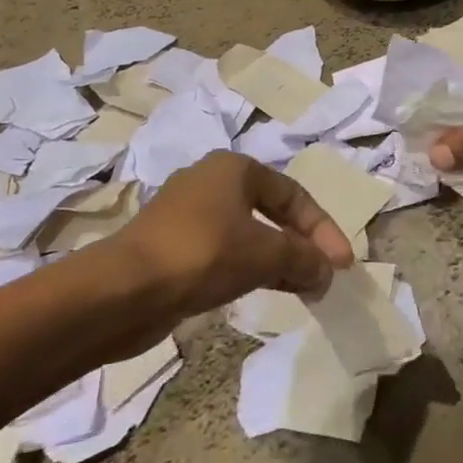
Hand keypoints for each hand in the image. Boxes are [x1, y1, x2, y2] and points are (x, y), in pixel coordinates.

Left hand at [83, 152, 353, 349]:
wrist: (120, 292)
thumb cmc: (202, 255)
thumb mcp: (265, 254)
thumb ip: (303, 259)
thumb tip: (327, 272)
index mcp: (234, 169)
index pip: (294, 195)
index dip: (323, 230)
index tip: (342, 264)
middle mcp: (211, 184)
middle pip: (273, 213)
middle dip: (302, 245)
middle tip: (324, 276)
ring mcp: (188, 216)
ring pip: (250, 235)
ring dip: (279, 261)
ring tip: (303, 289)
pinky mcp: (172, 248)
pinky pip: (225, 254)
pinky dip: (252, 269)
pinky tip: (268, 291)